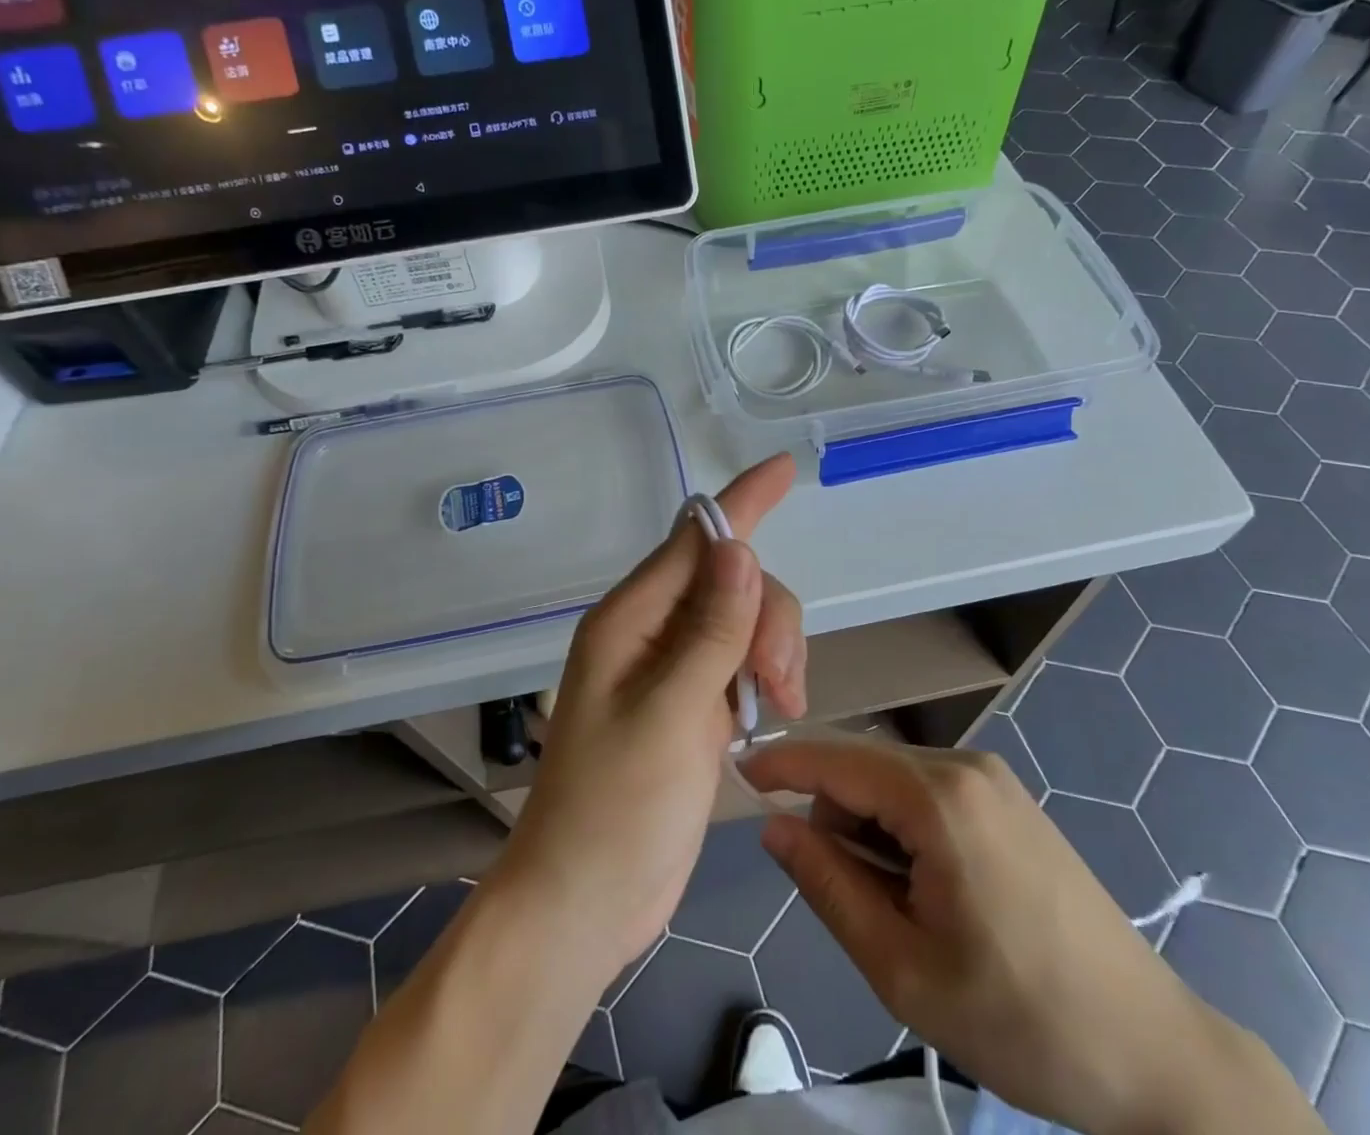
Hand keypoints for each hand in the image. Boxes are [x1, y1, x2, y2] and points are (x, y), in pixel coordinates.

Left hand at [491, 454, 806, 982]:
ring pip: (743, 618)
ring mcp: (672, 666)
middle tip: (782, 681)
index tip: (783, 469)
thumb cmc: (616, 809)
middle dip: (769, 615)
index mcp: (630, 618)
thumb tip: (739, 548)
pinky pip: (740, 658)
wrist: (586, 900)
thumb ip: (710, 631)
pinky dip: (766, 673)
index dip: (741, 502)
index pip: (694, 539)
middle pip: (731, 580)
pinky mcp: (691, 700)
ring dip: (774, 648)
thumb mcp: (670, 714)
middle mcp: (650, 629)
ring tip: (781, 705)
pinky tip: (772, 711)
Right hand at [745, 738, 1302, 1134]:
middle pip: (865, 768)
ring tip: (893, 906)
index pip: (836, 758)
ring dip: (870, 827)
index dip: (782, 764)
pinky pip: (929, 793)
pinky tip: (925, 889)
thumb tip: (774, 827)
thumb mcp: (903, 966)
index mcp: (939, 797)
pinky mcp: (1010, 800)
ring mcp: (994, 779)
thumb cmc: (1021, 1019)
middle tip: (839, 894)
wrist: (1154, 1054)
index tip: (738, 773)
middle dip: (832, 814)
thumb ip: (827, 885)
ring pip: (895, 781)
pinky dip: (903, 828)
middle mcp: (966, 766)